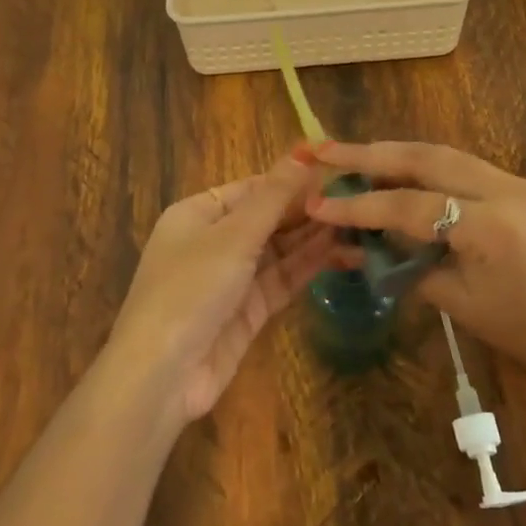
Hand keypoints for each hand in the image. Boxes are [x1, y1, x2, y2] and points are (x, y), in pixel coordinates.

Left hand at [106, 149, 337, 421]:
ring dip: (316, 238)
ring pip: (280, 250)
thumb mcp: (234, 235)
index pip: (252, 188)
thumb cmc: (191, 288)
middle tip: (359, 199)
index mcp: (198, 213)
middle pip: (268, 218)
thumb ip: (274, 196)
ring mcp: (231, 278)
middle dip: (309, 211)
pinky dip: (311, 266)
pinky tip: (345, 254)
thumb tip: (304, 151)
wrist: (163, 375)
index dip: (292, 180)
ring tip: (361, 225)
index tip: (337, 172)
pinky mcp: (249, 311)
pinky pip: (283, 279)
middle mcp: (214, 241)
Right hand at [307, 140, 525, 401]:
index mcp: (491, 226)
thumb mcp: (461, 304)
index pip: (409, 205)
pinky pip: (461, 166)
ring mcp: (515, 182)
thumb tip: (361, 247)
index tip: (317, 203)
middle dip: (370, 153)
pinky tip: (396, 172)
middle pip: (425, 158)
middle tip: (324, 148)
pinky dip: (423, 166)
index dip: (359, 206)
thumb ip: (408, 267)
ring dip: (394, 153)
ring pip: (442, 154)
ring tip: (351, 154)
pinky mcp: (520, 186)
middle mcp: (504, 189)